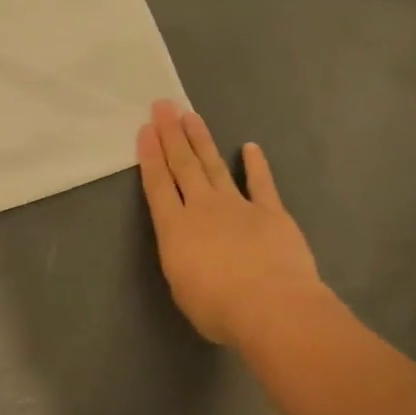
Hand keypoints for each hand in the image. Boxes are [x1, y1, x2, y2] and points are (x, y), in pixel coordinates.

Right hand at [137, 101, 327, 347]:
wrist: (270, 305)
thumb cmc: (217, 308)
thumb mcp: (182, 288)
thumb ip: (183, 260)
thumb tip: (190, 250)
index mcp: (175, 229)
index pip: (157, 185)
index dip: (150, 157)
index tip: (145, 131)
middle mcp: (202, 208)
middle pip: (183, 165)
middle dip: (171, 134)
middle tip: (163, 106)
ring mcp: (238, 206)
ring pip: (214, 166)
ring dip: (201, 140)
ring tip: (191, 115)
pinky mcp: (270, 212)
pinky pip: (261, 183)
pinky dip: (256, 164)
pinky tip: (251, 147)